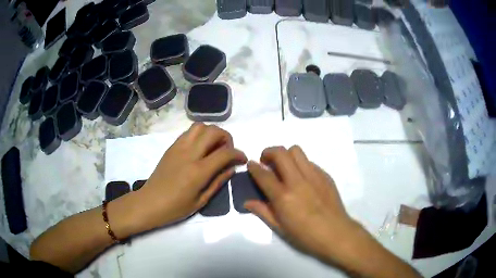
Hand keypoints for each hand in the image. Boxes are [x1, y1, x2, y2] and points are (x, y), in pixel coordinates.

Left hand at [136, 123, 246, 229]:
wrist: (150, 203)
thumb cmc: (176, 207)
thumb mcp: (201, 200)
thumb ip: (218, 181)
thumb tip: (232, 168)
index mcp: (198, 171)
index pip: (225, 153)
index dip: (238, 153)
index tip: (242, 159)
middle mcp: (189, 154)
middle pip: (213, 131)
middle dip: (227, 137)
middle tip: (227, 151)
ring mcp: (178, 148)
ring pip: (200, 126)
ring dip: (211, 132)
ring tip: (213, 146)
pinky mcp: (171, 147)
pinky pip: (188, 132)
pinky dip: (199, 134)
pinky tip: (200, 148)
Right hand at [246, 146, 359, 261]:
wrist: (335, 233)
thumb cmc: (305, 235)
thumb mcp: (279, 228)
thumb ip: (262, 211)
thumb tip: (247, 202)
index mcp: (283, 196)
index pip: (263, 174)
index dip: (254, 167)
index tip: (251, 164)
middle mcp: (297, 181)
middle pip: (280, 153)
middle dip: (268, 152)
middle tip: (266, 161)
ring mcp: (314, 176)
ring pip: (296, 151)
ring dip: (286, 155)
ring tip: (284, 167)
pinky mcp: (325, 175)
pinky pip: (309, 162)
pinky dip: (301, 165)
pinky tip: (302, 178)